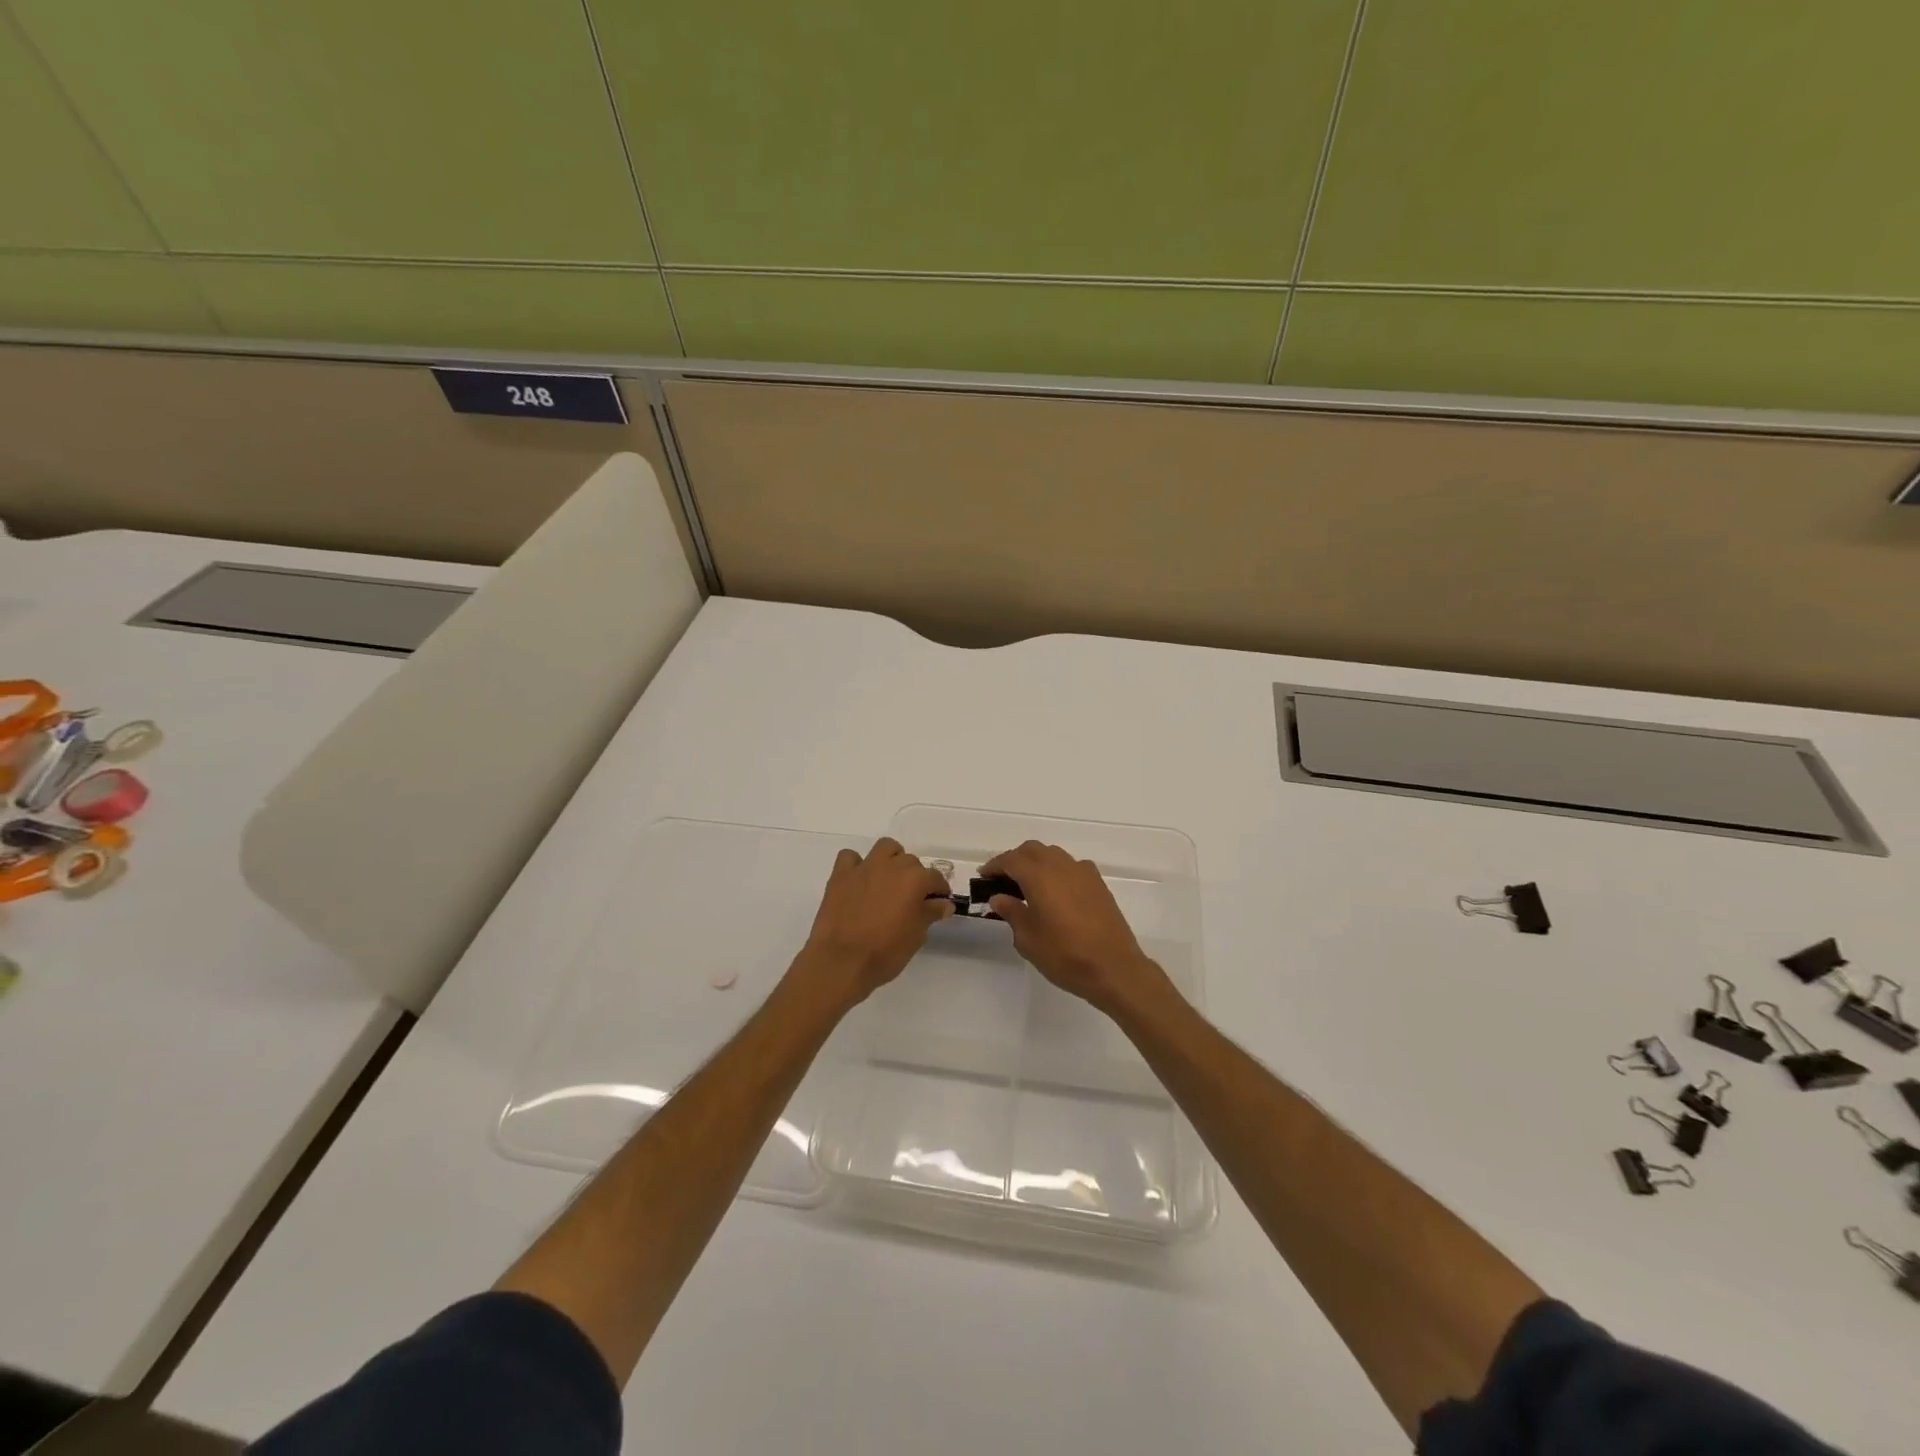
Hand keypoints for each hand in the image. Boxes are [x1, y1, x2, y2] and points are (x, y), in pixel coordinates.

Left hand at [793, 837, 952, 1007]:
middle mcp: (892, 866)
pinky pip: (850, 857)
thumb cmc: (885, 952)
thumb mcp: (916, 936)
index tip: (939, 902)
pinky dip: (856, 865)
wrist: (842, 961)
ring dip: (891, 859)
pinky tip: (859, 880)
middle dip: (915, 876)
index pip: (935, 878)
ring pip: (885, 848)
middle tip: (912, 898)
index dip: (939, 890)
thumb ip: (930, 913)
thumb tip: (943, 903)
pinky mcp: (841, 875)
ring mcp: (864, 867)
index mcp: (915, 880)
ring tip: (889, 880)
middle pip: (911, 861)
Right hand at [979, 841, 1173, 1014]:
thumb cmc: (1064, 955)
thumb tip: (1000, 898)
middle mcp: (1061, 866)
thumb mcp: (1028, 939)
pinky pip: (1071, 866)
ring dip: (1036, 862)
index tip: (983, 876)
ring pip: (1053, 855)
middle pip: (1032, 850)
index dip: (995, 866)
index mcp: (1039, 876)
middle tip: (1002, 879)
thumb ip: (1012, 912)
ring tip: (1027, 884)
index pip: (1011, 860)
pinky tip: (1055, 891)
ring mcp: (1083, 872)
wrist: (1114, 967)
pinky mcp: (1098, 884)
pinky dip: (1057, 871)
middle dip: (1015, 859)